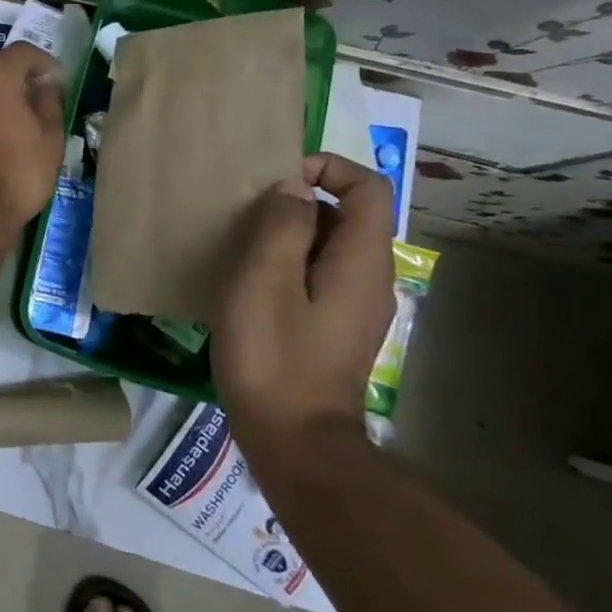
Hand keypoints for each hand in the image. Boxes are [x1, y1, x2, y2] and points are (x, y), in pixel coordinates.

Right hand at [214, 153, 395, 455]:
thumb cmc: (274, 355)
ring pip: (329, 246)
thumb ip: (283, 225)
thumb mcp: (266, 280)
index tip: (278, 180)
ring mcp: (355, 307)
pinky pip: (318, 275)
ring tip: (241, 245)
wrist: (295, 442)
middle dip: (300, 201)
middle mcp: (369, 278)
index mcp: (361, 261)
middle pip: (348, 214)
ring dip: (289, 234)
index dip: (327, 168)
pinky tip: (250, 285)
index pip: (368, 187)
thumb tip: (294, 189)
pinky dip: (288, 264)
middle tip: (247, 214)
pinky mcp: (335, 328)